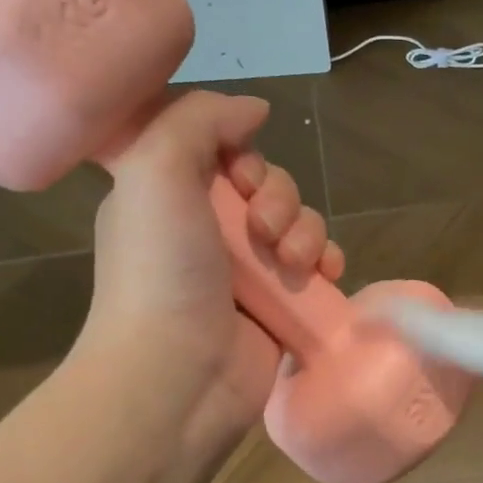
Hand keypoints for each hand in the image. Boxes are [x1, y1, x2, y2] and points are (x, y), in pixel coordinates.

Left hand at [81, 90, 343, 457]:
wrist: (180, 374)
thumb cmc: (161, 270)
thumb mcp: (155, 169)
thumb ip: (200, 119)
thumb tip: (253, 109)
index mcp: (166, 194)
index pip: (217, 149)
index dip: (239, 150)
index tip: (239, 170)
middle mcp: (204, 228)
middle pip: (266, 184)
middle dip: (278, 195)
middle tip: (263, 226)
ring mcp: (244, 269)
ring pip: (297, 221)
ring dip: (305, 229)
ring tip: (293, 260)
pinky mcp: (278, 303)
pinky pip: (316, 264)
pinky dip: (327, 260)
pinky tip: (326, 272)